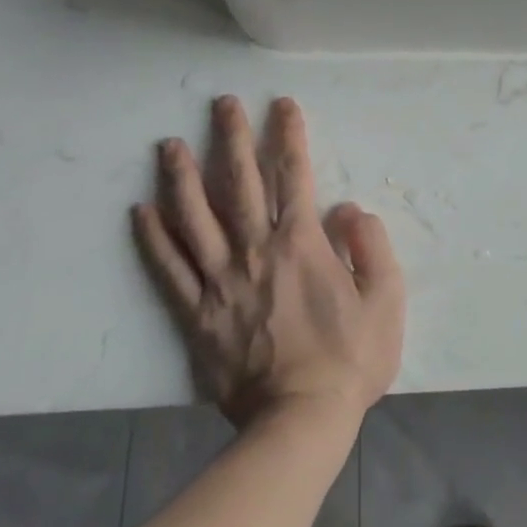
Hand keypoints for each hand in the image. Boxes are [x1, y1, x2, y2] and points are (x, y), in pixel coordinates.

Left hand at [133, 96, 404, 430]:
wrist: (298, 423)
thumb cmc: (348, 360)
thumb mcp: (386, 300)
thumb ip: (372, 247)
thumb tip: (349, 208)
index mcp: (301, 243)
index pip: (294, 175)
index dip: (289, 135)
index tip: (282, 104)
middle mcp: (256, 250)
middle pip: (240, 183)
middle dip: (233, 138)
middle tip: (221, 103)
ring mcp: (221, 282)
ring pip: (196, 218)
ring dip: (182, 177)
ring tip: (169, 145)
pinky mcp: (196, 315)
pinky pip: (169, 271)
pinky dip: (154, 240)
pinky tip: (140, 211)